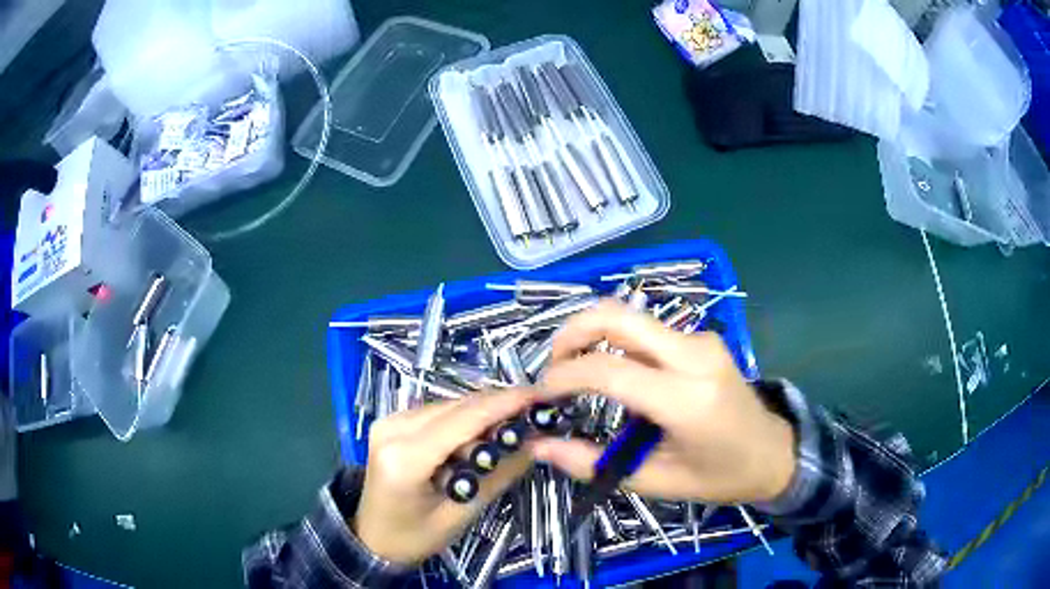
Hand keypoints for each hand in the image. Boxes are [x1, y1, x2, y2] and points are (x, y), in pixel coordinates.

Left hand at [354, 388, 534, 564]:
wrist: (371, 538)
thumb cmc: (413, 537)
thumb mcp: (460, 514)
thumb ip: (499, 475)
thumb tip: (538, 443)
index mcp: (405, 457)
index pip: (464, 419)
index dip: (505, 404)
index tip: (541, 396)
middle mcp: (393, 428)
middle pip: (458, 407)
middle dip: (500, 406)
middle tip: (538, 412)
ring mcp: (390, 421)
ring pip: (450, 405)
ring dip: (484, 413)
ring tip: (515, 426)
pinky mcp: (393, 422)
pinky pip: (438, 413)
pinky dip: (465, 420)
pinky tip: (483, 434)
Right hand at [530, 300, 795, 504]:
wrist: (773, 452)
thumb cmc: (719, 476)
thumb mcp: (656, 481)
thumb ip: (593, 464)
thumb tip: (540, 447)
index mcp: (686, 398)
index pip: (609, 370)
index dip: (563, 377)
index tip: (540, 394)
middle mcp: (695, 355)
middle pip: (618, 315)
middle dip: (572, 332)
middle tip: (551, 366)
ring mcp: (701, 340)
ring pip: (631, 317)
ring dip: (593, 335)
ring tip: (574, 372)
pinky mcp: (702, 338)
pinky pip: (648, 329)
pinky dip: (617, 342)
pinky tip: (613, 373)